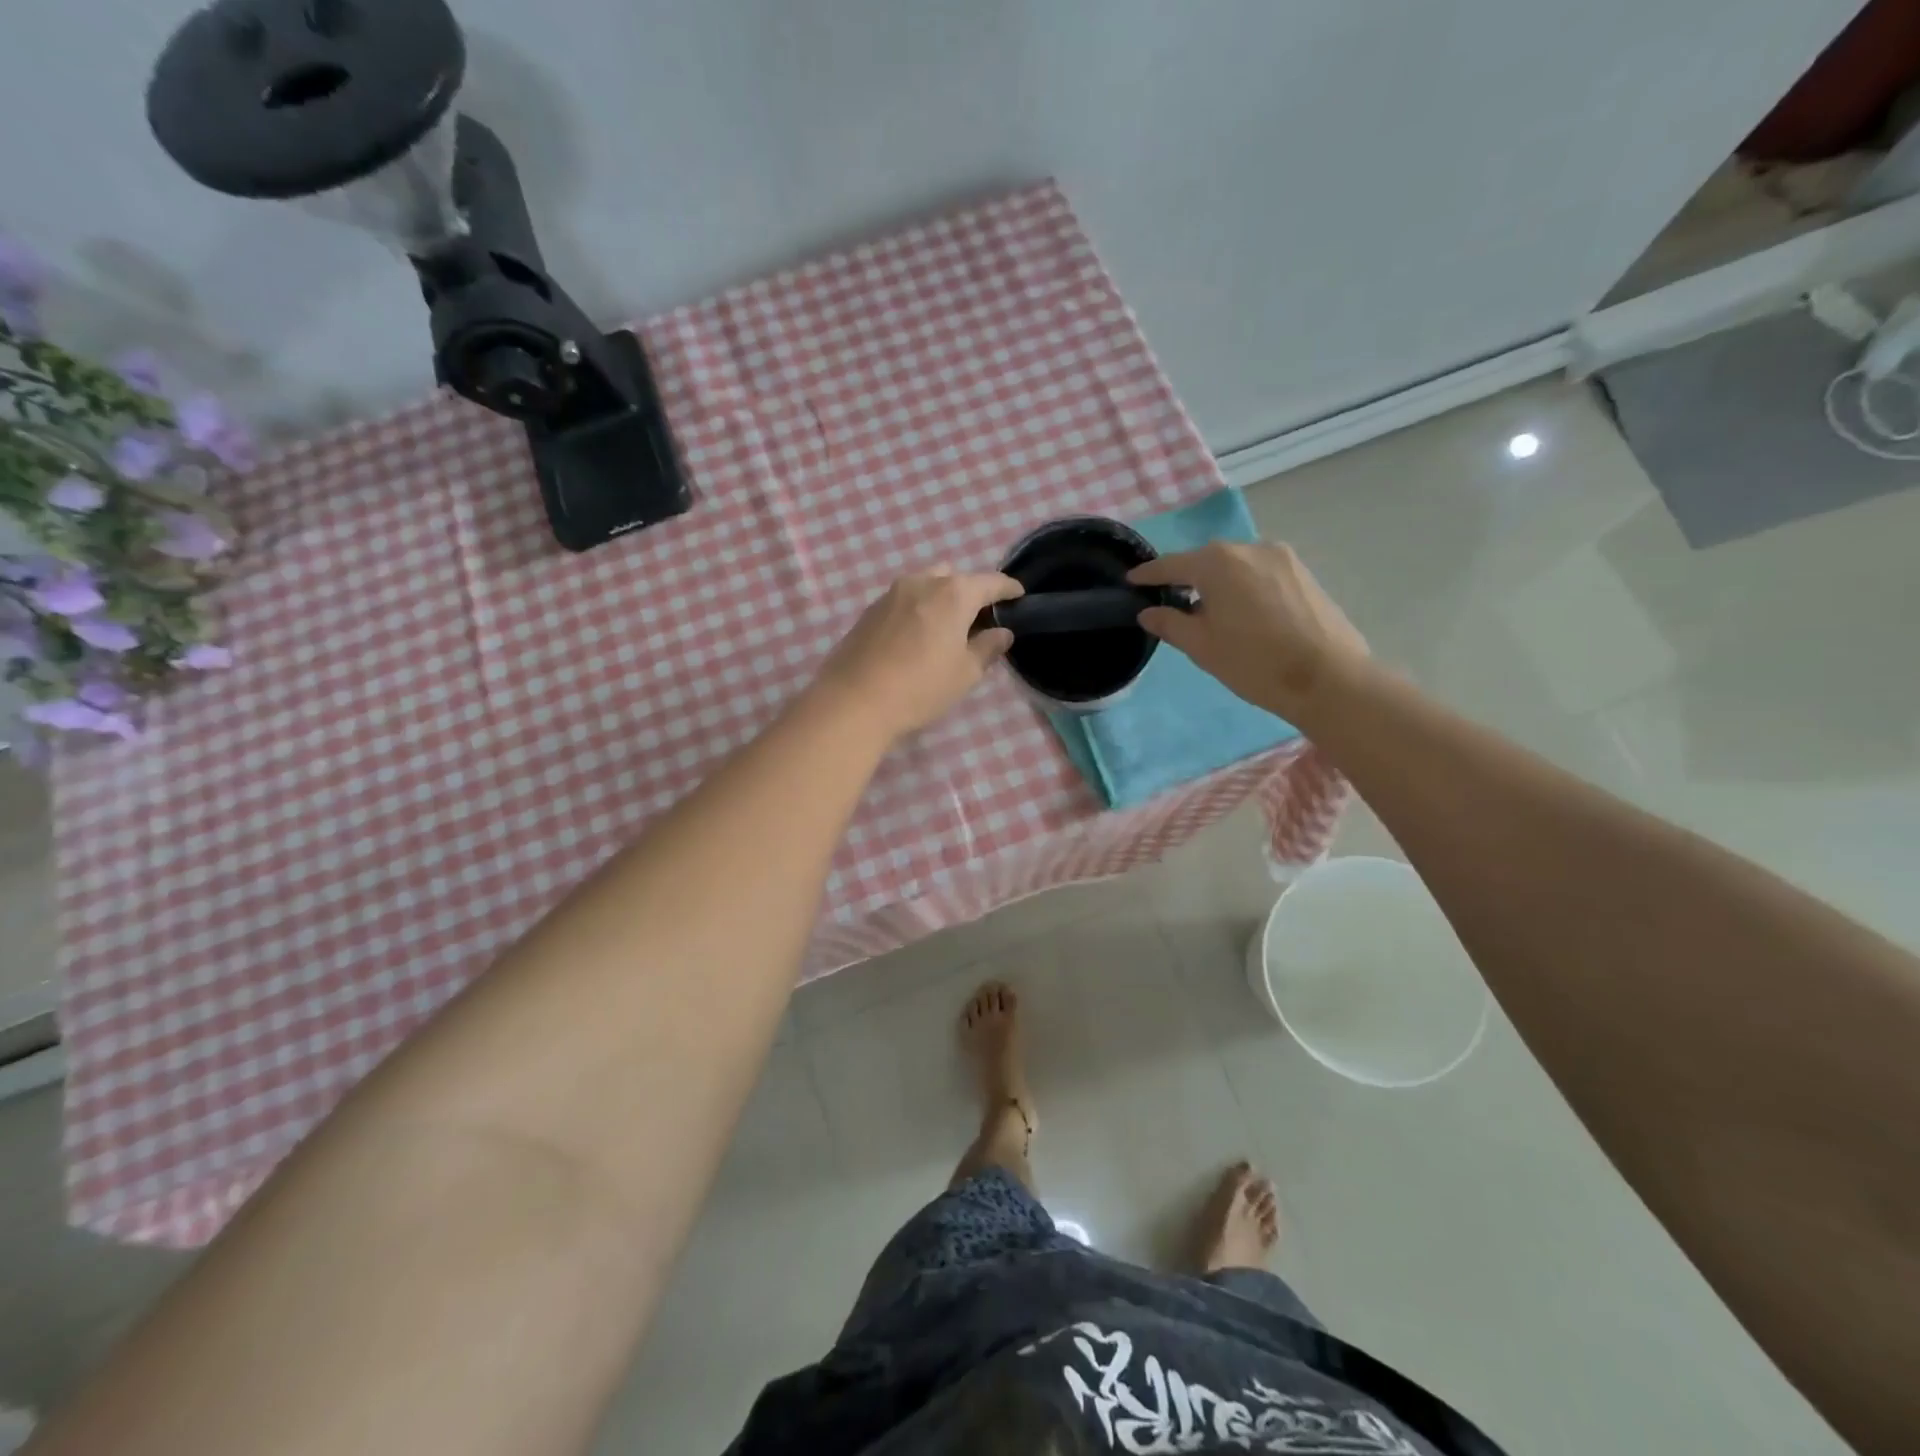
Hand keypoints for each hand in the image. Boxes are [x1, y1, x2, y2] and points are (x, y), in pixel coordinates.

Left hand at [814, 569, 1023, 739]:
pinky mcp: (870, 610)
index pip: (990, 582)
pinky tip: (918, 636)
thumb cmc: (920, 687)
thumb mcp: (965, 673)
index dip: (1008, 589)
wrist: (853, 701)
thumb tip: (1002, 632)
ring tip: (947, 628)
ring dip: (941, 599)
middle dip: (971, 591)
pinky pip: (905, 600)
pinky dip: (919, 609)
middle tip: (979, 619)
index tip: (1019, 596)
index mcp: (953, 593)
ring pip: (926, 585)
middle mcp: (922, 582)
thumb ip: (988, 648)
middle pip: (955, 577)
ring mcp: (891, 593)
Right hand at [1128, 541, 1367, 719]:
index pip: (1172, 564)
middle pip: (1207, 560)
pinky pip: (1260, 573)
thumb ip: (1171, 624)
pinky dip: (1244, 586)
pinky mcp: (1303, 573)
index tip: (1131, 580)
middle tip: (1172, 603)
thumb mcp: (1202, 647)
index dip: (1149, 574)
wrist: (1328, 678)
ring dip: (1218, 583)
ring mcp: (1282, 558)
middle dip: (1187, 578)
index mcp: (1218, 563)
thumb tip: (1148, 613)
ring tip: (1210, 612)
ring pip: (1236, 566)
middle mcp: (1249, 548)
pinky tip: (1244, 613)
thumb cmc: (1254, 663)